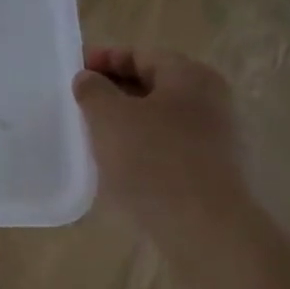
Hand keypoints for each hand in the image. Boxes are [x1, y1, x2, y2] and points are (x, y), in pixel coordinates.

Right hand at [73, 48, 247, 231]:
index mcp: (190, 75)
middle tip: (79, 105)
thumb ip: (92, 89)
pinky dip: (142, 151)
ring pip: (159, 120)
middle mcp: (210, 101)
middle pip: (151, 85)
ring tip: (93, 137)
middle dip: (113, 92)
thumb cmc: (155, 161)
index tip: (73, 74)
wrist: (208, 234)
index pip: (139, 54)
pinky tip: (119, 168)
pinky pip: (168, 149)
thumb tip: (89, 80)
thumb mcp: (108, 116)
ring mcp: (216, 140)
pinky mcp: (213, 175)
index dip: (102, 59)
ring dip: (126, 124)